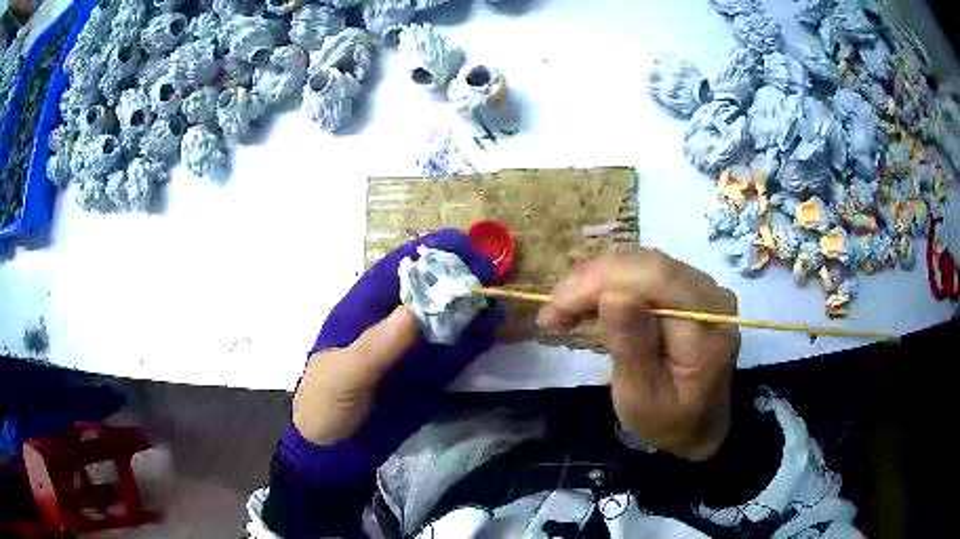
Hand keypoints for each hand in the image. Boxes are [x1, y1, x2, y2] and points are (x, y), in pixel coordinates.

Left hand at [293, 230, 500, 454]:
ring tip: (497, 295)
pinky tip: (492, 331)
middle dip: (455, 277)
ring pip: (443, 322)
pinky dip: (472, 342)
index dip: (423, 254)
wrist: (335, 452)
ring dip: (469, 308)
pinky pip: (452, 354)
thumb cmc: (326, 405)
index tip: (458, 242)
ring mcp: (408, 352)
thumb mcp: (344, 374)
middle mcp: (387, 326)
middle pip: (425, 293)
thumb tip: (415, 310)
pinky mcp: (425, 377)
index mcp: (359, 314)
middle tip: (490, 266)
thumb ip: (377, 345)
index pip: (392, 273)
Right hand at [537, 251, 739, 460]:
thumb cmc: (669, 421)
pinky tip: (586, 305)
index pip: (655, 278)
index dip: (600, 282)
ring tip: (562, 311)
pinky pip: (642, 273)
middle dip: (591, 282)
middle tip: (551, 312)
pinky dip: (608, 286)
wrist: (698, 426)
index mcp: (708, 324)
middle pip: (646, 264)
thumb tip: (612, 296)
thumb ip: (632, 347)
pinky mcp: (686, 289)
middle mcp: (710, 294)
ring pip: (640, 263)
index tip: (554, 309)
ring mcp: (700, 287)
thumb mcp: (643, 398)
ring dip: (595, 283)